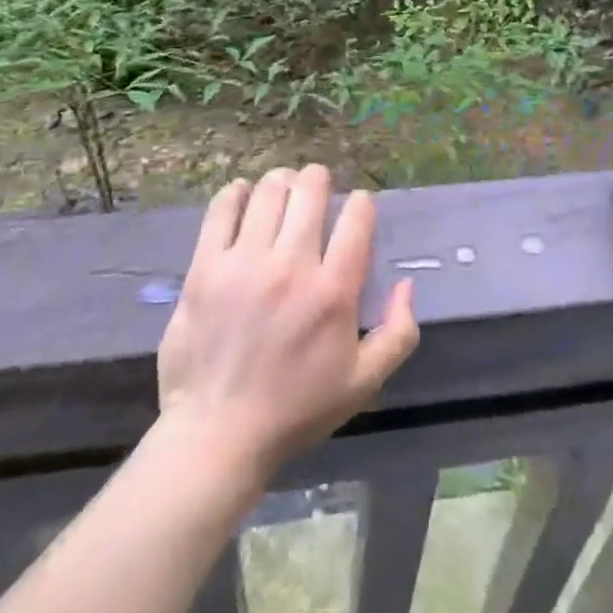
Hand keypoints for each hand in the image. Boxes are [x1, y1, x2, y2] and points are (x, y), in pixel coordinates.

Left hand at [156, 164, 418, 483]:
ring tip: (282, 188)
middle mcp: (291, 266)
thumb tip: (407, 285)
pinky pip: (221, 210)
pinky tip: (243, 194)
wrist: (217, 433)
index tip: (356, 206)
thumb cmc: (295, 410)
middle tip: (316, 185)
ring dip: (281, 181)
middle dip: (319, 179)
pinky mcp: (205, 267)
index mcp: (333, 292)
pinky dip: (235, 193)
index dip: (360, 203)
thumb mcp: (363, 383)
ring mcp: (244, 263)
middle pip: (309, 191)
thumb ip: (398, 333)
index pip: (355, 218)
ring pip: (268, 192)